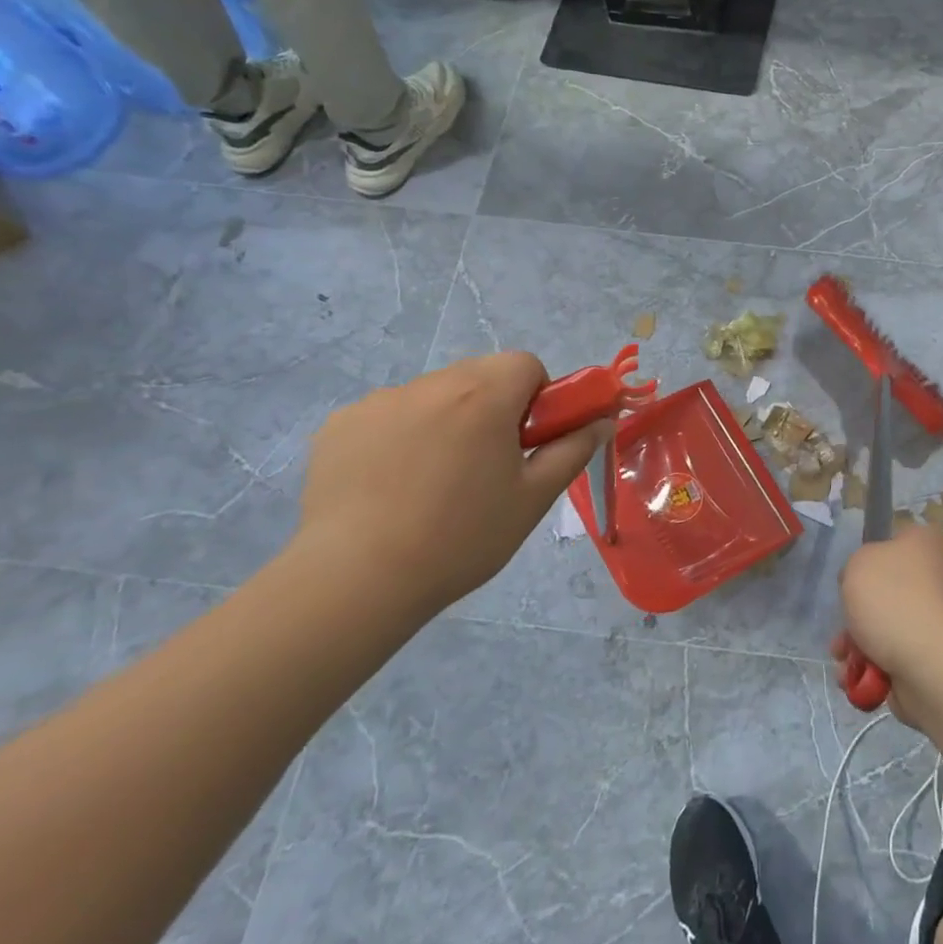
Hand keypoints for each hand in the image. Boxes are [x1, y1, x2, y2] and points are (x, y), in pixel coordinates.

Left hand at [292, 353, 608, 618]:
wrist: (356, 579)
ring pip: (432, 395)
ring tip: (431, 483)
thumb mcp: (533, 497)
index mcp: (484, 395)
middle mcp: (431, 384)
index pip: (524, 363)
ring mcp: (379, 401)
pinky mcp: (340, 425)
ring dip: (445, 420)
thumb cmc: (461, 537)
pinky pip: (387, 416)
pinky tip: (389, 486)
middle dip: (492, 406)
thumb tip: (602, 420)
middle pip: (478, 375)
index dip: (536, 395)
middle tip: (486, 463)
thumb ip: (573, 450)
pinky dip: (399, 437)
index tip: (527, 439)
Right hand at [832, 523, 942, 722]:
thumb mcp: (858, 564)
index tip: (854, 577)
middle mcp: (937, 578)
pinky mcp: (933, 657)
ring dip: (857, 645)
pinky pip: (893, 657)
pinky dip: (871, 669)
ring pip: (884, 627)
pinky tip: (856, 678)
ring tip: (843, 659)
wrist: (932, 665)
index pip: (895, 540)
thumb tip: (865, 585)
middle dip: (856, 615)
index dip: (869, 557)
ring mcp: (937, 620)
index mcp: (926, 544)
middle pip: (884, 590)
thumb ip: (855, 566)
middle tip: (843, 627)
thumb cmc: (894, 600)